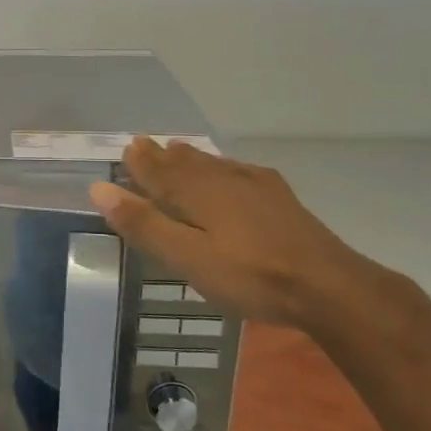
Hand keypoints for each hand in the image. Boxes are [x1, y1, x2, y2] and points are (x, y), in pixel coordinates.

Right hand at [89, 138, 382, 328]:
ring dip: (192, 158)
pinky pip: (241, 172)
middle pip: (187, 163)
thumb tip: (100, 188)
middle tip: (146, 145)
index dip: (141, 161)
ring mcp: (257, 187)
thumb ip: (144, 224)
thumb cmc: (250, 275)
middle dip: (164, 156)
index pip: (160, 170)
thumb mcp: (186, 257)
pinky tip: (233, 172)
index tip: (127, 148)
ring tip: (179, 150)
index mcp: (197, 192)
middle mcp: (224, 180)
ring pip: (214, 165)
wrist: (329, 286)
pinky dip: (224, 167)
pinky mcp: (281, 200)